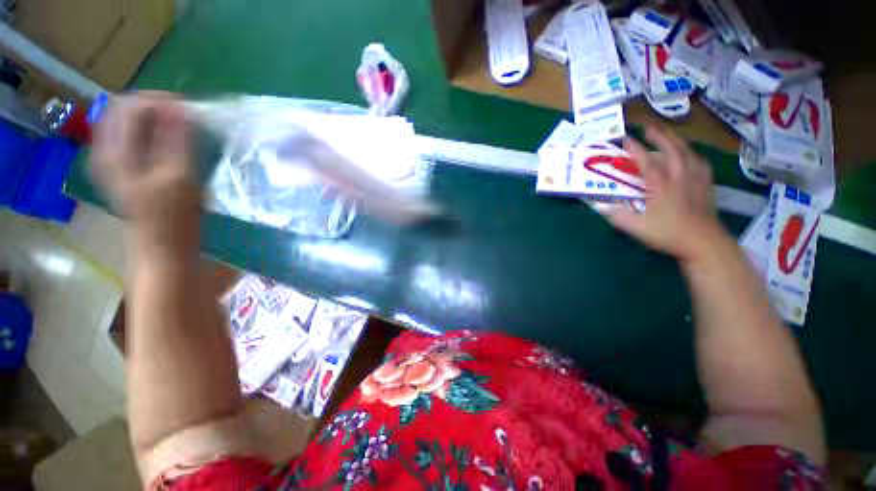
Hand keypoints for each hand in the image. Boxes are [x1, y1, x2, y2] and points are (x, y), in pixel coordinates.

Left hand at [91, 91, 199, 256]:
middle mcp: (104, 150)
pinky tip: (165, 138)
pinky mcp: (118, 168)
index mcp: (115, 152)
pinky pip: (128, 135)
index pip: (128, 106)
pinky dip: (147, 130)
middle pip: (122, 110)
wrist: (162, 245)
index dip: (158, 101)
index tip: (187, 107)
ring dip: (151, 117)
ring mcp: (109, 159)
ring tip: (177, 125)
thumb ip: (177, 141)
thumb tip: (180, 108)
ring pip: (124, 121)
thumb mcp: (180, 176)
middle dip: (154, 106)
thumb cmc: (175, 216)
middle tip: (183, 114)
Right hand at [603, 126, 726, 261]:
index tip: (625, 139)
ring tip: (667, 135)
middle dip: (659, 135)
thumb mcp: (636, 228)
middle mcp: (680, 177)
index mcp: (662, 186)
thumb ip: (617, 216)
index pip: (646, 162)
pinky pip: (700, 162)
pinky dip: (692, 153)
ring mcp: (696, 179)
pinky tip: (689, 155)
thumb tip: (601, 206)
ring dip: (676, 140)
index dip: (635, 149)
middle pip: (672, 149)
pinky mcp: (706, 185)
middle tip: (647, 127)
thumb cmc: (669, 234)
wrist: (704, 243)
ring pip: (688, 152)